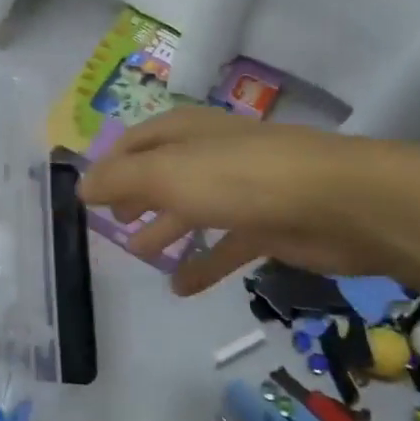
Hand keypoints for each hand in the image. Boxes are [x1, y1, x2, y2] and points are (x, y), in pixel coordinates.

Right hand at [78, 107, 412, 295]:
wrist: (340, 203)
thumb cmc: (240, 178)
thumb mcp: (165, 175)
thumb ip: (118, 180)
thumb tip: (80, 186)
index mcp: (183, 132)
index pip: (134, 142)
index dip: (109, 165)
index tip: (87, 195)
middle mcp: (209, 154)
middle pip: (161, 175)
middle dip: (135, 197)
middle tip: (113, 224)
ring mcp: (240, 190)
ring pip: (191, 209)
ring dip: (165, 231)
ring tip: (141, 256)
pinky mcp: (267, 225)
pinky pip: (224, 245)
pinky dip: (202, 264)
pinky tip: (181, 288)